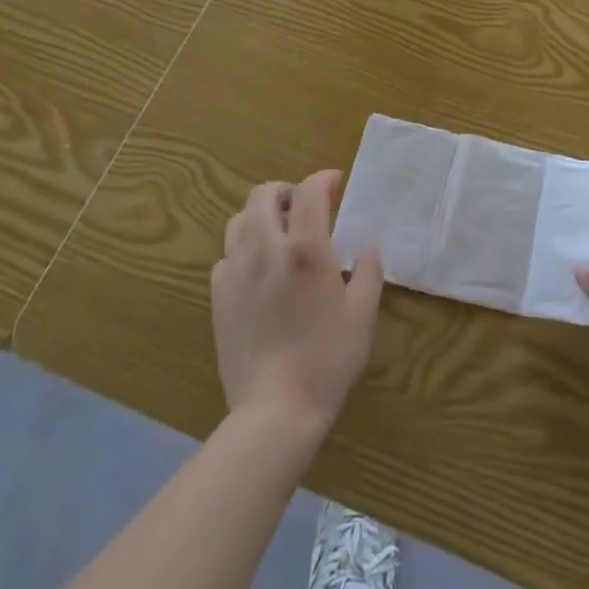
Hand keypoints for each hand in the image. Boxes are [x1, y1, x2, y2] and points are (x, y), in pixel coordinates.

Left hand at [212, 172, 383, 430]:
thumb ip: (369, 271)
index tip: (336, 183)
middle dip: (286, 190)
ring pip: (238, 220)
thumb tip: (366, 248)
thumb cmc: (327, 358)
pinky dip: (242, 250)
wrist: (275, 410)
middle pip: (263, 195)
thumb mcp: (363, 313)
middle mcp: (266, 249)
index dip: (323, 178)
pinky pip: (226, 256)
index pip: (309, 190)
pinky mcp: (218, 297)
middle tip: (304, 206)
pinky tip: (257, 270)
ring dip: (260, 216)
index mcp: (306, 248)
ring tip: (278, 232)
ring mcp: (237, 272)